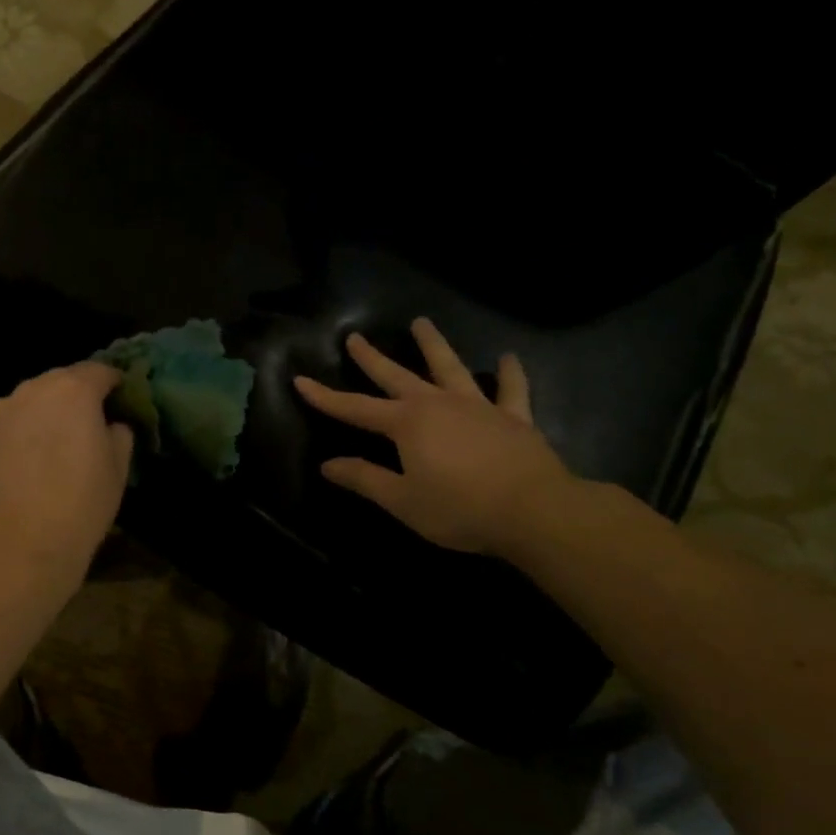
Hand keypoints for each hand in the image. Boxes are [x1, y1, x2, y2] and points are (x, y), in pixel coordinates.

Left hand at [0, 362, 134, 588]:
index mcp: (75, 390)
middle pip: (63, 379)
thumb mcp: (118, 467)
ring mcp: (4, 409)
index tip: (122, 399)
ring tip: (58, 439)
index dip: (114, 383)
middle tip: (91, 421)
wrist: (23, 543)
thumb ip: (119, 432)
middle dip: (80, 394)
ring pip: (34, 397)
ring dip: (50, 408)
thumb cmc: (82, 504)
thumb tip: (111, 423)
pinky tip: (32, 454)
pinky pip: (13, 418)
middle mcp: (35, 388)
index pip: (100, 371)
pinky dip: (26, 426)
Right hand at [294, 319, 576, 555]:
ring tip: (422, 323)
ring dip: (434, 345)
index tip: (300, 380)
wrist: (535, 511)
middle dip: (372, 358)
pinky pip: (511, 390)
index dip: (325, 397)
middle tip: (355, 337)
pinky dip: (509, 374)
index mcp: (406, 424)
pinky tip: (508, 358)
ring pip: (450, 368)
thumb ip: (364, 479)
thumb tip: (328, 464)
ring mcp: (478, 407)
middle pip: (397, 376)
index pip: (355, 408)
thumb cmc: (460, 508)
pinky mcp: (513, 418)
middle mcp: (438, 405)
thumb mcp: (402, 500)